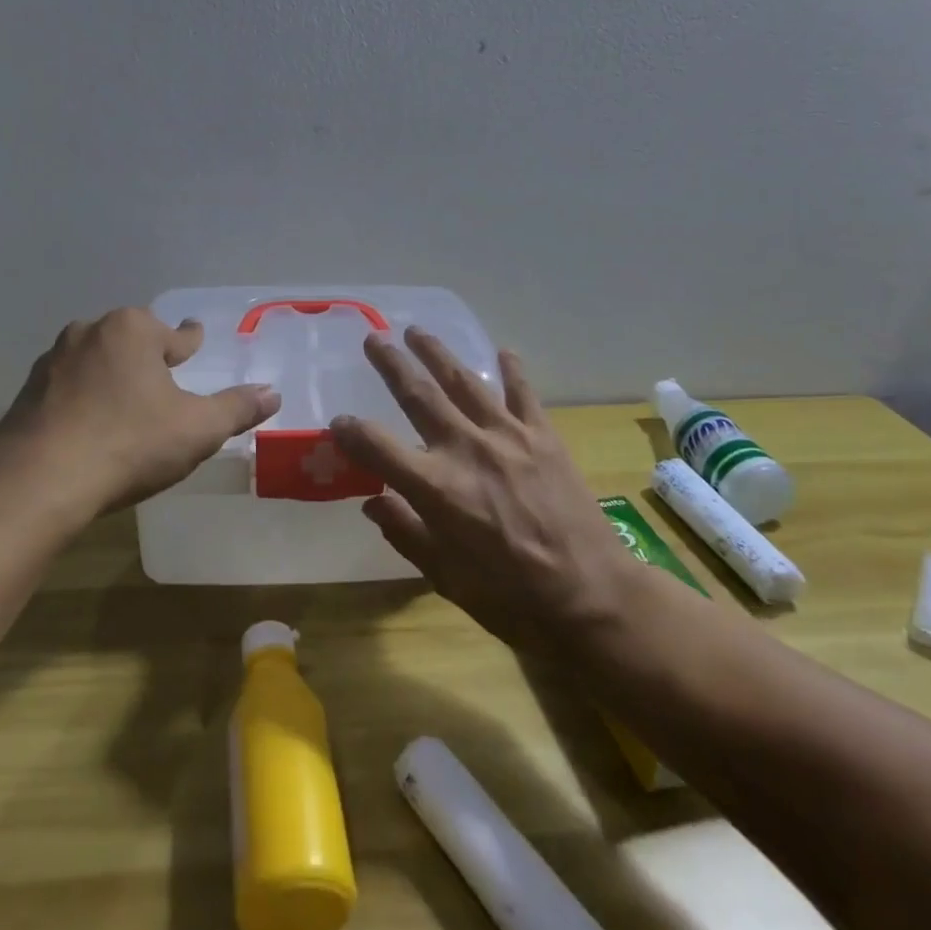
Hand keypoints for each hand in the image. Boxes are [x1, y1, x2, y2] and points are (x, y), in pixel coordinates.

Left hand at [0, 307, 279, 518]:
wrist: (38, 482)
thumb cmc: (129, 444)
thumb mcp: (197, 429)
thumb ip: (236, 408)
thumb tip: (273, 393)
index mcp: (133, 330)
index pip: (175, 334)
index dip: (190, 340)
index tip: (194, 337)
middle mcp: (89, 333)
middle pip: (131, 340)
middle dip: (148, 355)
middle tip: (164, 377)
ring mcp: (52, 361)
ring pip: (96, 360)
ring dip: (113, 374)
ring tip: (127, 401)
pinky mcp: (26, 393)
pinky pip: (68, 387)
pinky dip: (83, 398)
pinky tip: (90, 425)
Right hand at [330, 329, 630, 653]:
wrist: (592, 595)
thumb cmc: (512, 598)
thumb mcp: (446, 578)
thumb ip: (406, 533)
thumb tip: (372, 504)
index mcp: (435, 488)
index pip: (377, 447)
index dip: (351, 432)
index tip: (338, 423)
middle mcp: (465, 449)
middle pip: (418, 395)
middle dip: (391, 365)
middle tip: (373, 338)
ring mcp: (507, 435)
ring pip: (463, 381)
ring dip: (437, 353)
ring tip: (417, 331)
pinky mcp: (543, 435)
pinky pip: (522, 392)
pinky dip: (511, 369)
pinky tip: (503, 351)